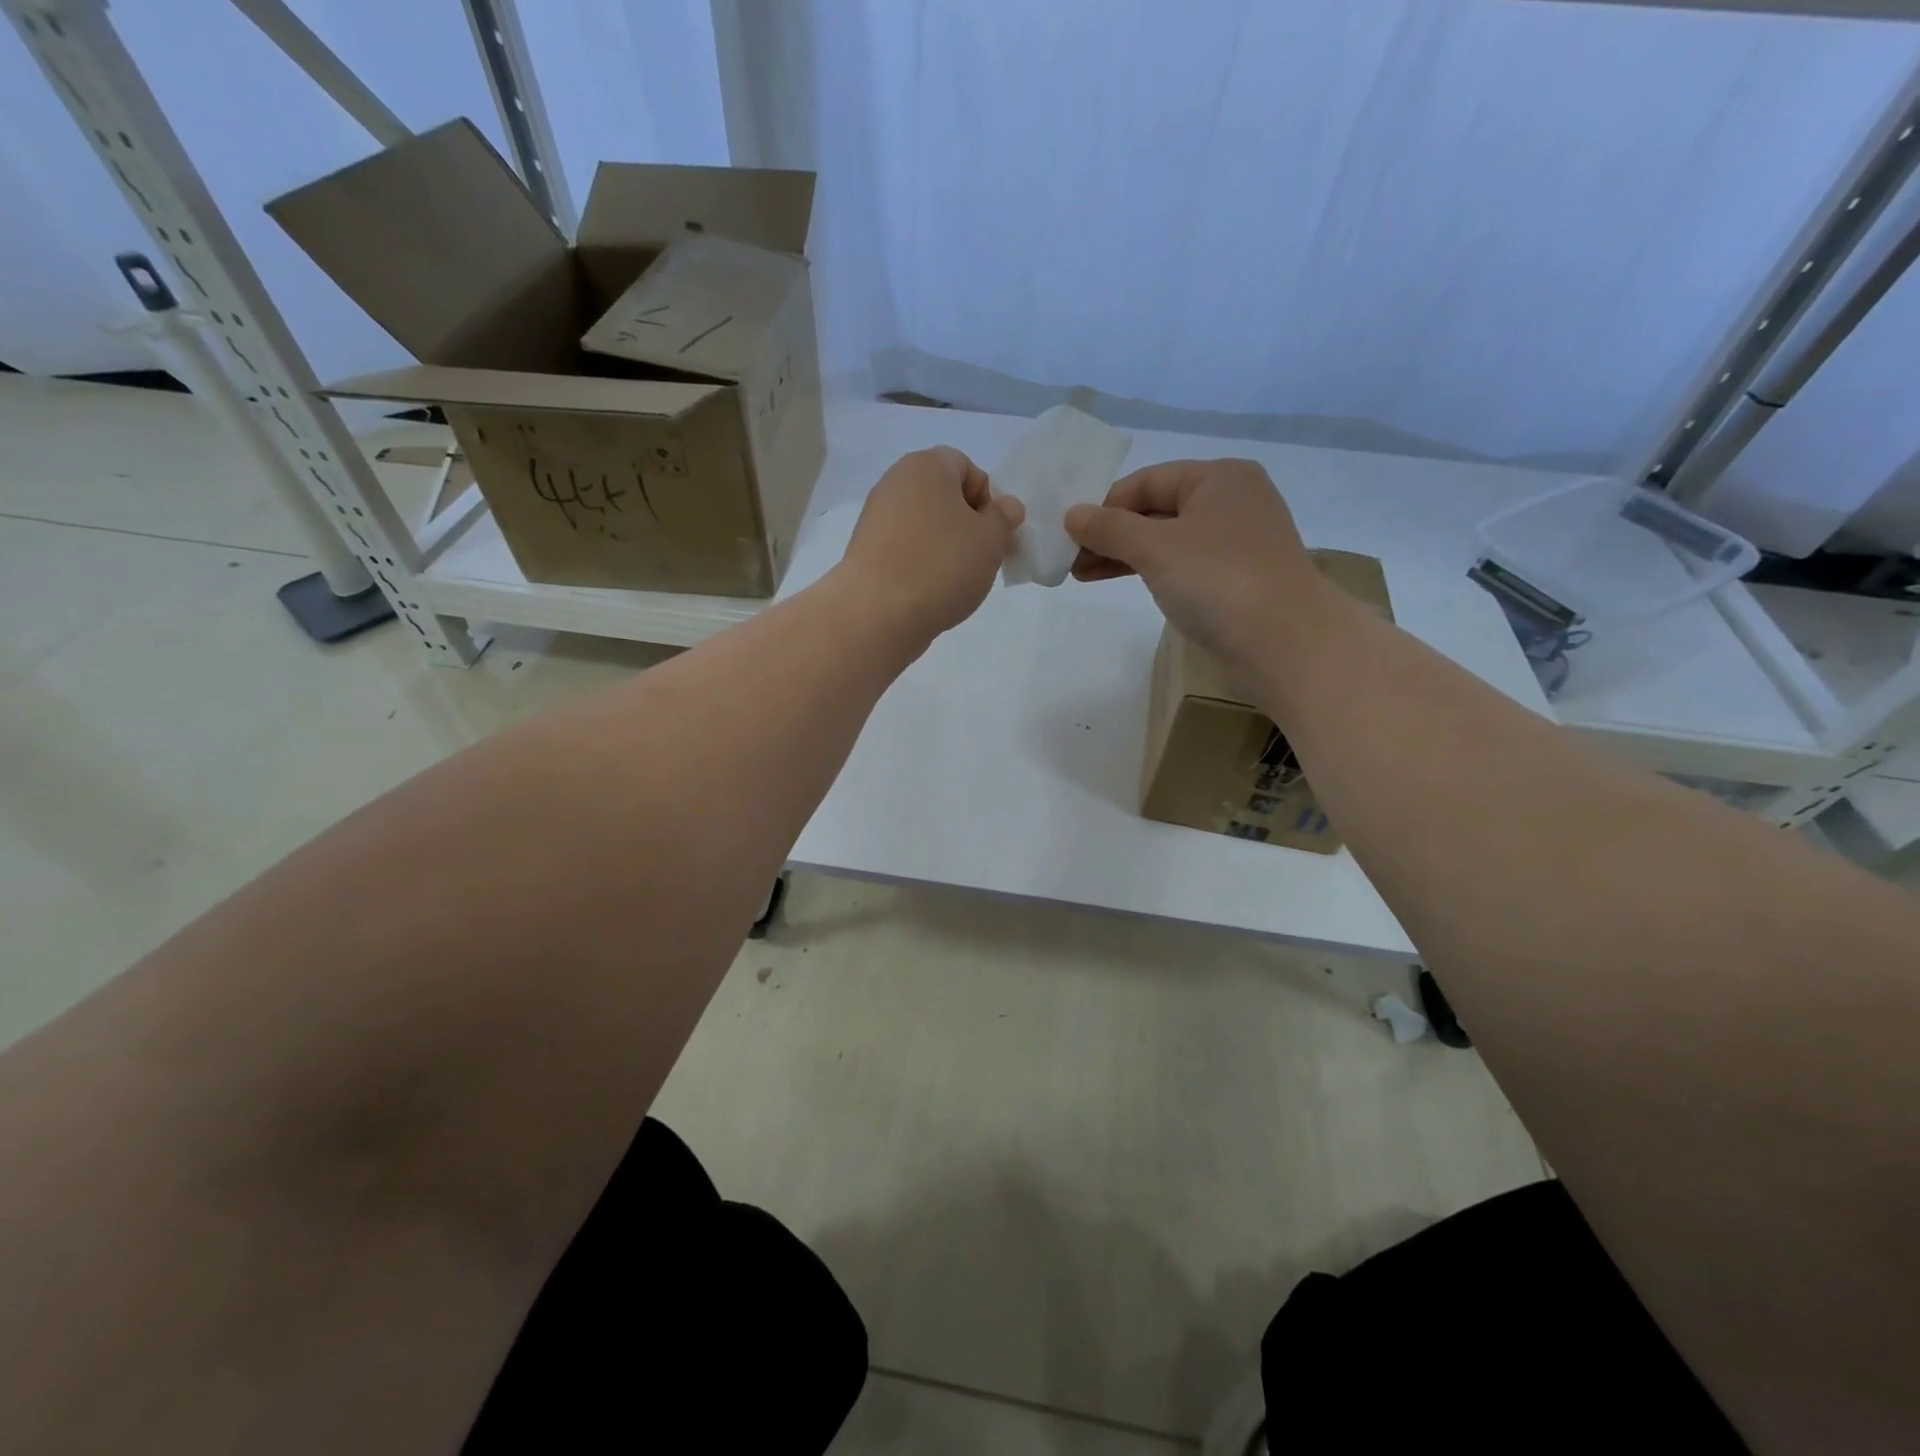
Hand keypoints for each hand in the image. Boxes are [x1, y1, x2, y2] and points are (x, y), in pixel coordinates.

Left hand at [836, 447, 1024, 637]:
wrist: (877, 614)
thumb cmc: (941, 566)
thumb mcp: (991, 541)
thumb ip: (1004, 518)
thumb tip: (1005, 507)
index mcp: (926, 465)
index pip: (968, 468)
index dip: (987, 500)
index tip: (991, 536)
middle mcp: (895, 481)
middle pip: (944, 497)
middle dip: (966, 525)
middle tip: (978, 560)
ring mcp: (875, 516)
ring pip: (924, 524)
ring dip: (944, 546)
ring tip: (952, 580)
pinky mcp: (864, 548)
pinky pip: (904, 547)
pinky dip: (920, 562)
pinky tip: (927, 589)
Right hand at [1065, 458, 1328, 669]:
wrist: (1284, 644)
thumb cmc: (1219, 580)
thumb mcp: (1156, 548)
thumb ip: (1110, 528)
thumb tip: (1072, 515)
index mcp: (1218, 478)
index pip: (1147, 481)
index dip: (1104, 504)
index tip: (1068, 534)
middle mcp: (1230, 502)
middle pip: (1155, 509)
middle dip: (1110, 533)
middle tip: (1068, 559)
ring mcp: (1234, 543)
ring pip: (1166, 540)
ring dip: (1123, 555)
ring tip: (1081, 574)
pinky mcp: (1233, 580)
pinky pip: (1180, 565)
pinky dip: (1148, 571)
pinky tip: (1118, 581)